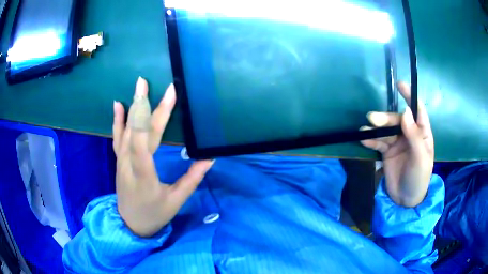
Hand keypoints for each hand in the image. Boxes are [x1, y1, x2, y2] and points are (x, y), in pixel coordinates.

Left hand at [112, 77, 213, 236]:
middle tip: (148, 82)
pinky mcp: (120, 161)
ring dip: (132, 106)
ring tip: (138, 86)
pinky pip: (118, 138)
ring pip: (125, 131)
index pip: (145, 141)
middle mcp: (129, 165)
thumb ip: (192, 179)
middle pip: (137, 132)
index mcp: (144, 176)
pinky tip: (118, 105)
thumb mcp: (176, 201)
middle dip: (145, 105)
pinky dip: (117, 120)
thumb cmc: (155, 214)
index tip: (169, 95)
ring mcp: (122, 161)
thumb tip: (209, 158)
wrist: (130, 224)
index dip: (155, 116)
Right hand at [361, 82, 433, 207]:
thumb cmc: (419, 178)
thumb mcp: (420, 158)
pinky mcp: (387, 152)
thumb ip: (414, 136)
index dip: (410, 97)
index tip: (400, 85)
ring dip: (375, 128)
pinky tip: (363, 139)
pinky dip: (371, 140)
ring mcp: (397, 142)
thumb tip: (405, 112)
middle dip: (385, 118)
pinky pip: (378, 142)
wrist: (405, 200)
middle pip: (397, 120)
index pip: (417, 110)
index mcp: (422, 133)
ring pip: (386, 130)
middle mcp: (409, 134)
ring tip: (365, 129)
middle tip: (372, 118)